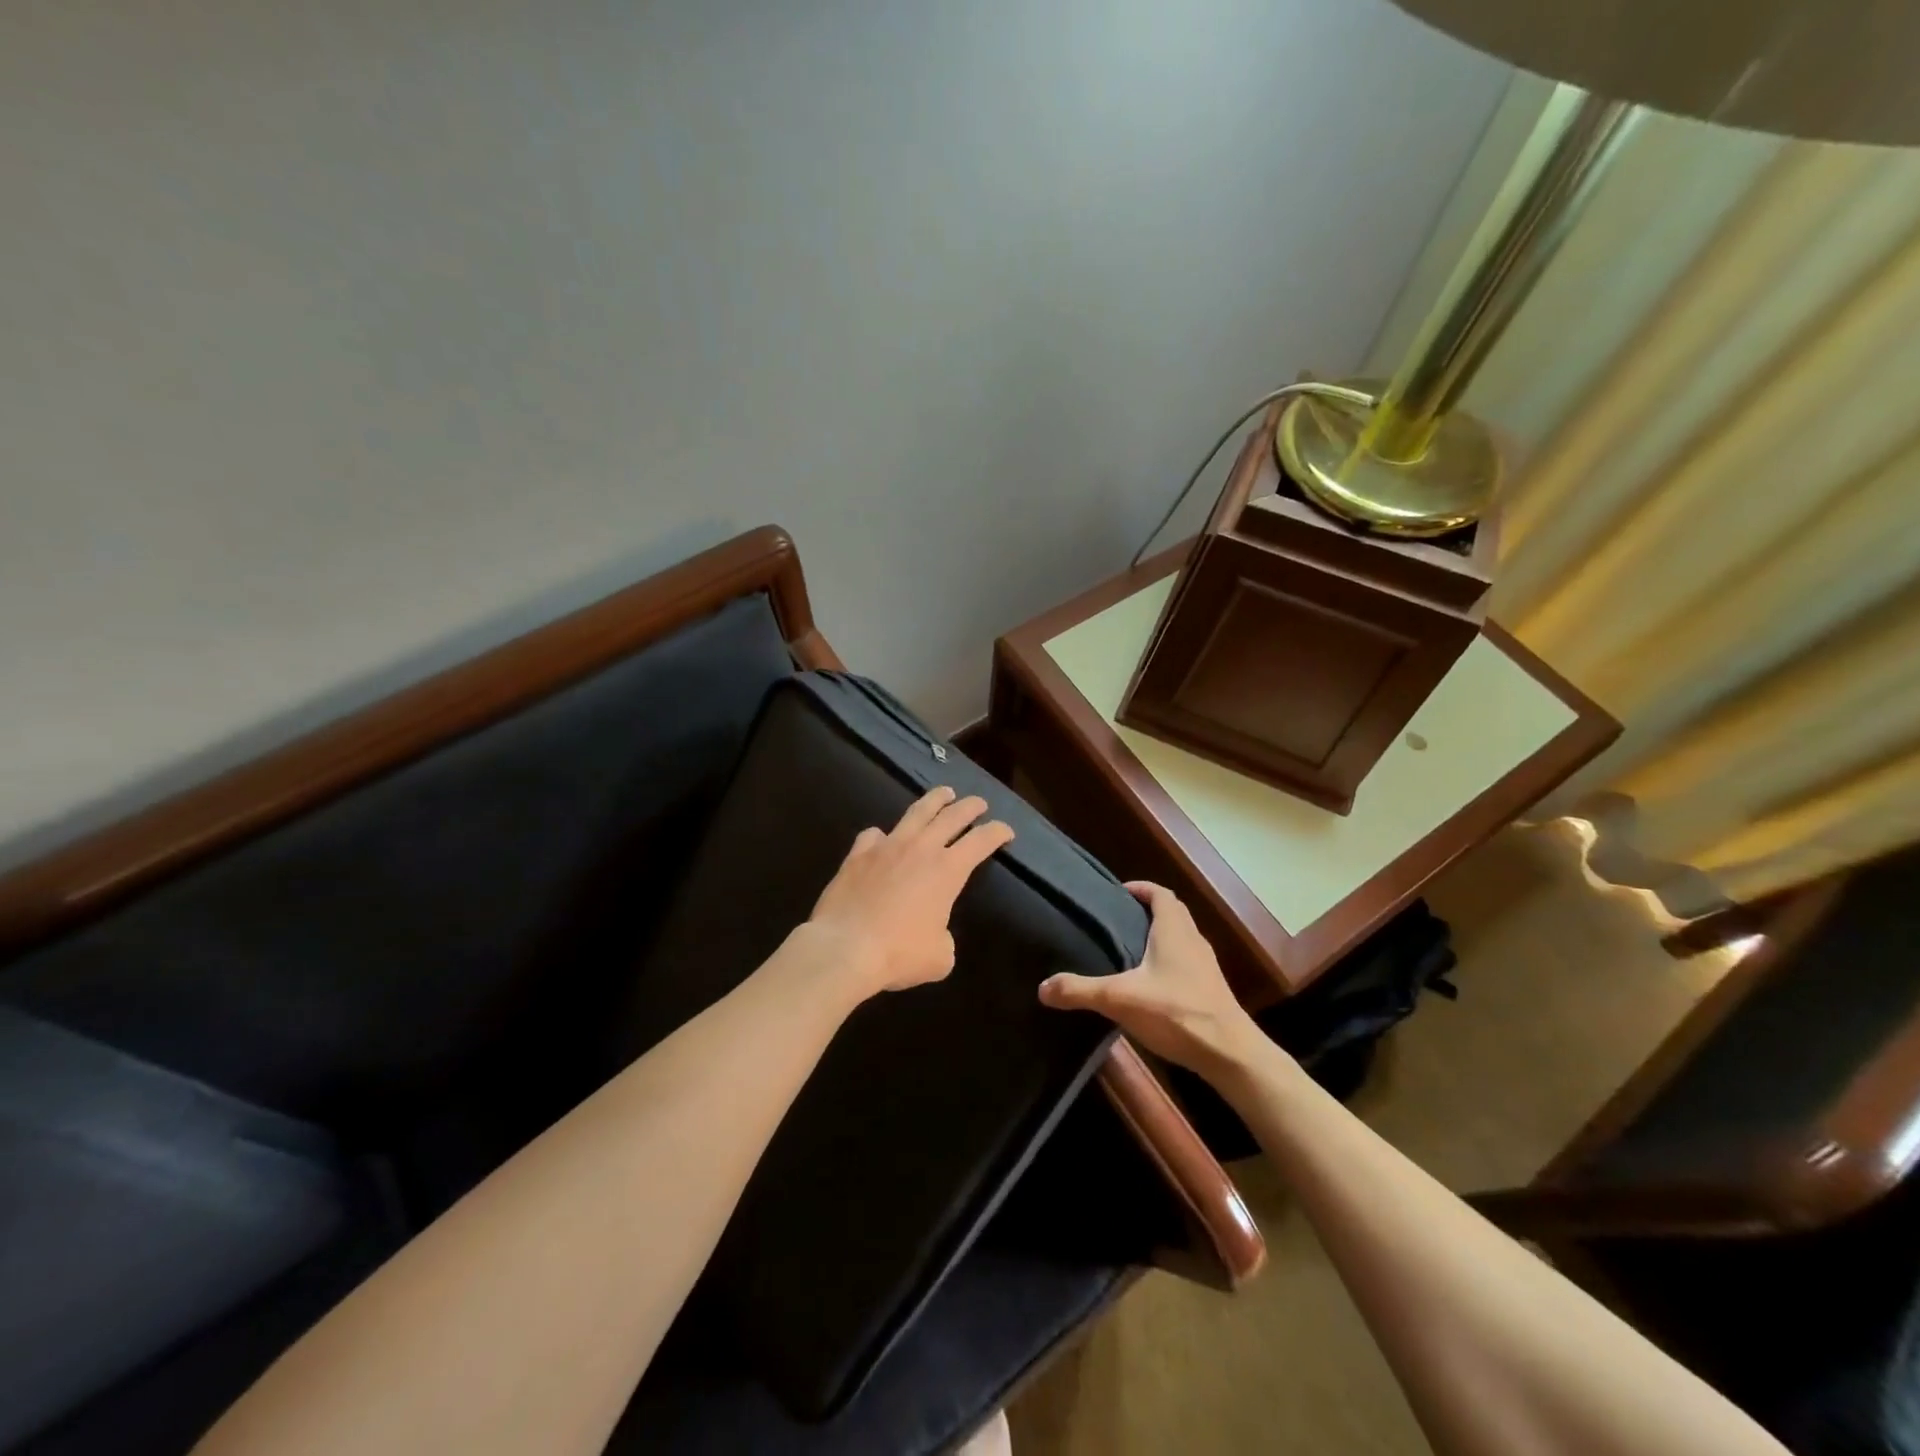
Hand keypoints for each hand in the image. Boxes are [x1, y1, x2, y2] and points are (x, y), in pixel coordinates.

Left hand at [807, 786, 1014, 996]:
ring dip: (934, 800)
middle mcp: (921, 848)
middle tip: (979, 803)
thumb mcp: (939, 957)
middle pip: (952, 815)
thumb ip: (944, 938)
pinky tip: (882, 839)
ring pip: (916, 812)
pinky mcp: (858, 854)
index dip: (998, 832)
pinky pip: (874, 835)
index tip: (1006, 831)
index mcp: (948, 870)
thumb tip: (934, 933)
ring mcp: (887, 846)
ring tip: (943, 793)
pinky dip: (883, 836)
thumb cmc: (899, 953)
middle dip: (970, 806)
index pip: (982, 841)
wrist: (845, 947)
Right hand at [1038, 881, 1266, 1074]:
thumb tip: (1042, 987)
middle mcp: (1192, 939)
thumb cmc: (1177, 1012)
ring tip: (1127, 950)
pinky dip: (1167, 961)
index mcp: (1174, 929)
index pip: (1160, 893)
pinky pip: (1185, 962)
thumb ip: (1080, 991)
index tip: (1118, 893)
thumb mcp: (1120, 999)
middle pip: (1171, 913)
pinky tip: (1148, 984)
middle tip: (1116, 920)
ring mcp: (1205, 965)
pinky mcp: (1209, 989)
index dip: (1140, 888)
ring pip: (1180, 938)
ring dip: (1158, 937)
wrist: (1229, 1053)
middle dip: (1145, 911)